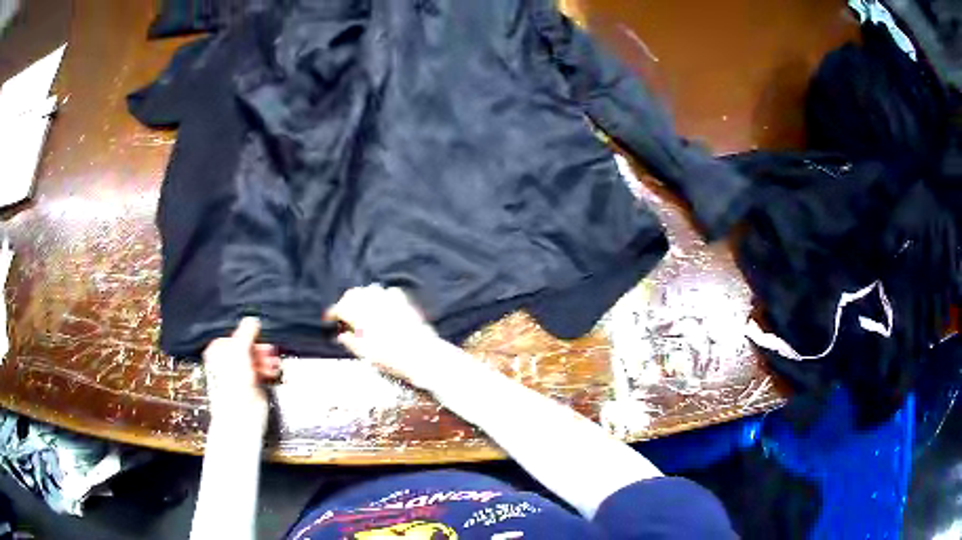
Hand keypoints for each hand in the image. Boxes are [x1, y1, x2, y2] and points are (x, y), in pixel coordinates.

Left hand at [202, 318, 280, 429]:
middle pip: (246, 347)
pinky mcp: (251, 385)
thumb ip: (246, 333)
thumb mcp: (239, 352)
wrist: (241, 417)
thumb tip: (253, 320)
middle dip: (259, 348)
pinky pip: (260, 371)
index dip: (248, 336)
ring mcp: (239, 374)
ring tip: (273, 363)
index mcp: (217, 352)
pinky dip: (267, 370)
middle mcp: (226, 362)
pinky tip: (273, 371)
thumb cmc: (233, 388)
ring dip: (266, 359)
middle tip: (269, 350)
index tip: (258, 337)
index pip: (234, 335)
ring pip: (255, 359)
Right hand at [326, 285, 443, 386]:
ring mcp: (390, 301)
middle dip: (346, 302)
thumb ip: (351, 342)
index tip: (329, 319)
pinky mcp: (404, 303)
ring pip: (369, 290)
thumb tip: (341, 335)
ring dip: (362, 297)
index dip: (333, 313)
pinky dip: (381, 297)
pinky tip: (381, 306)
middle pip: (353, 294)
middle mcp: (374, 304)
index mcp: (361, 316)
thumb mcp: (366, 354)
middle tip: (343, 314)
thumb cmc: (392, 359)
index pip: (341, 307)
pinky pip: (388, 292)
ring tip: (360, 309)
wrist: (422, 356)